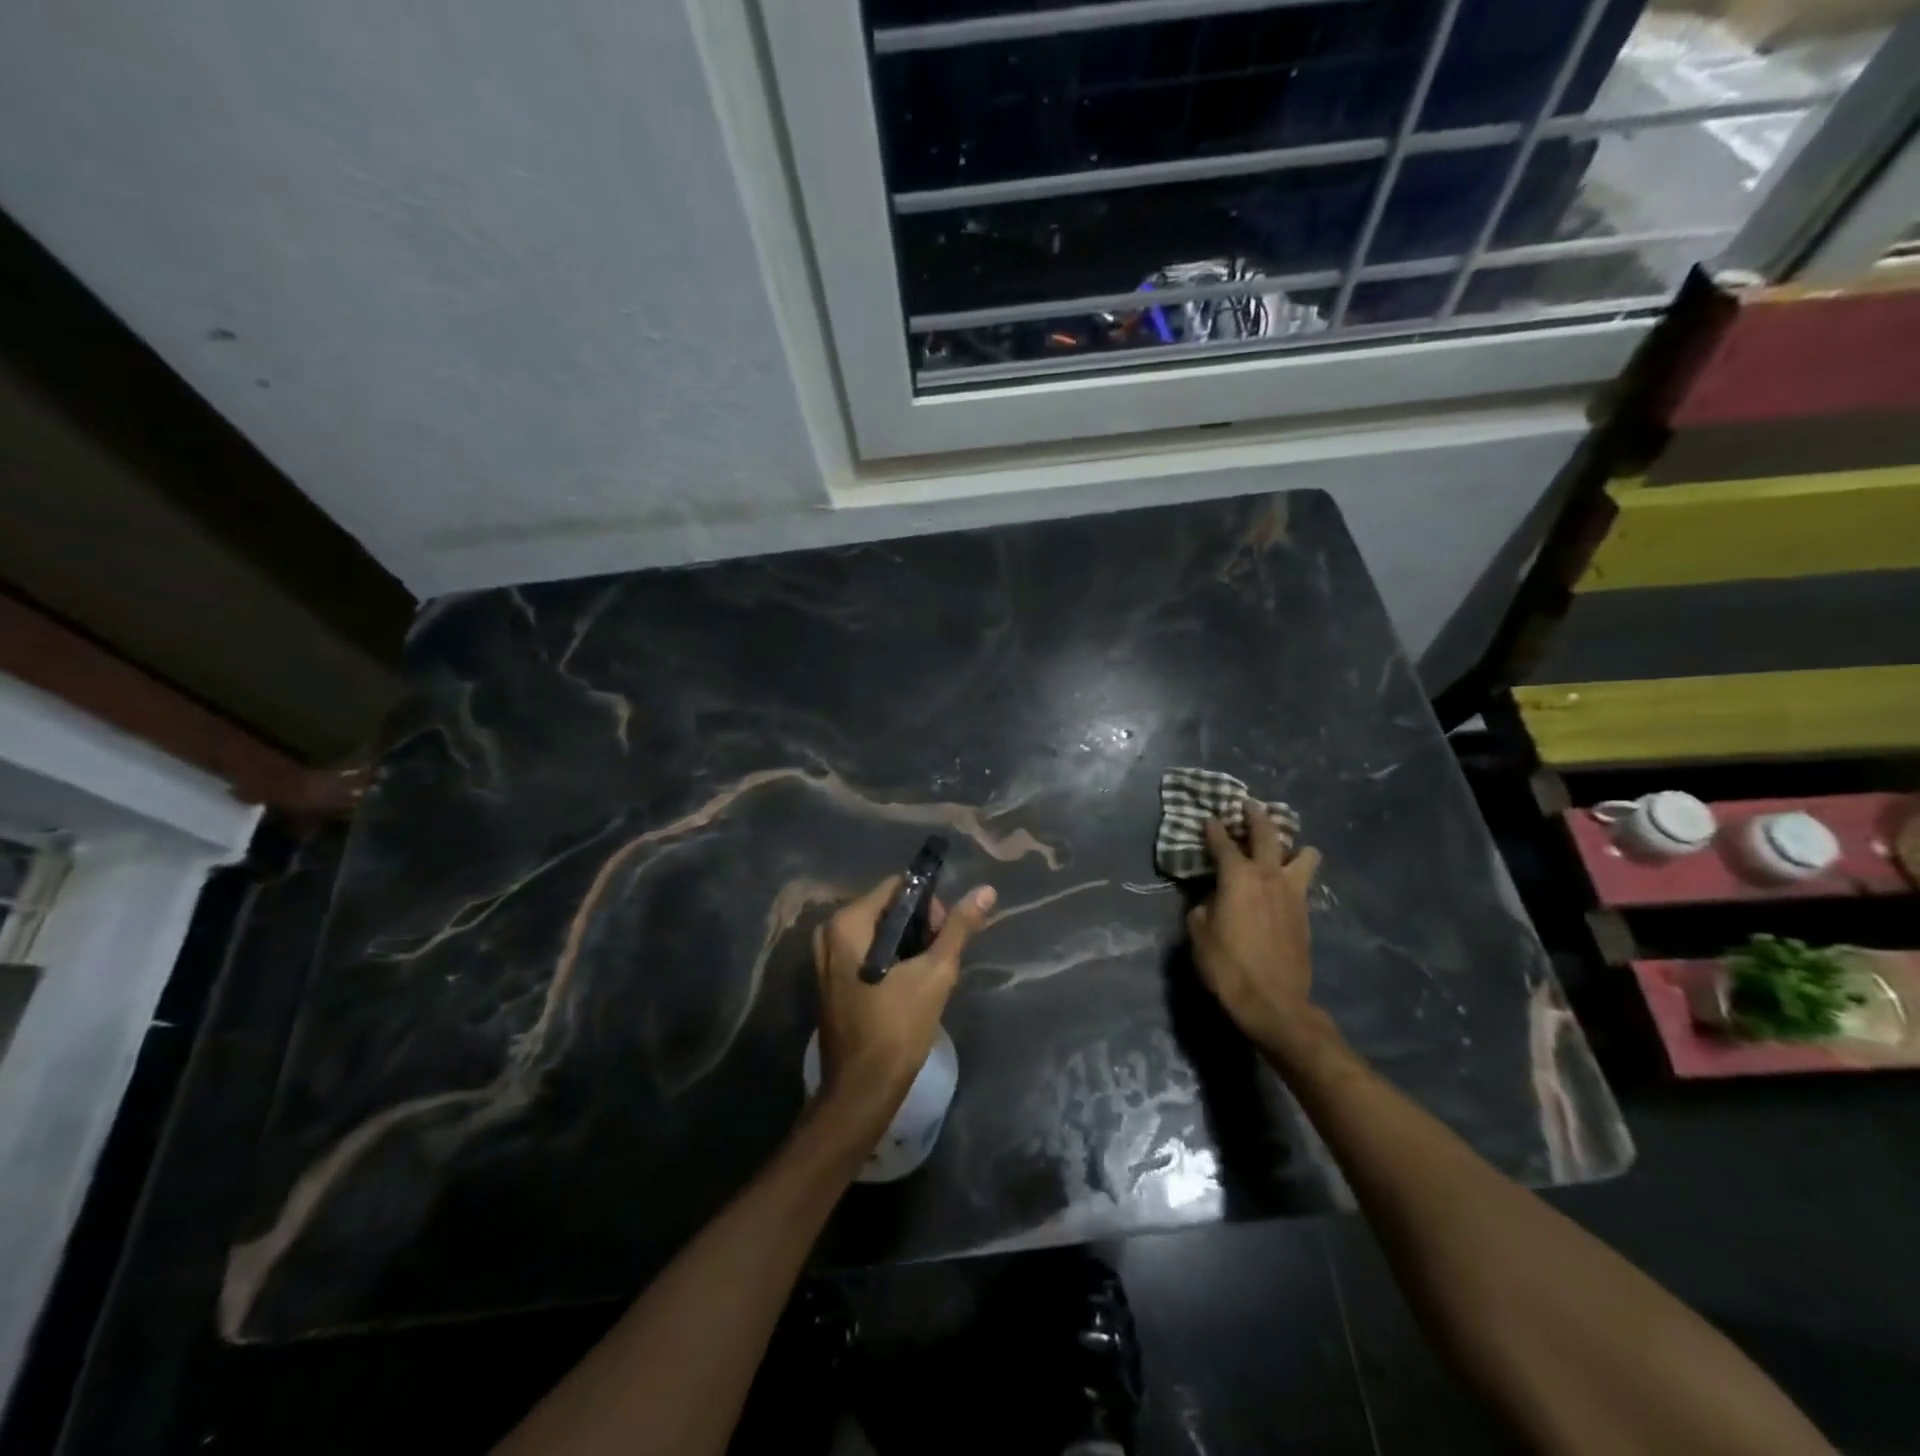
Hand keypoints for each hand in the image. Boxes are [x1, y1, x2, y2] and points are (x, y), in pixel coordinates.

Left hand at [811, 875, 996, 1128]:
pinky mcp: (830, 980)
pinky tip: (908, 985)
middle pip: (887, 908)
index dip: (928, 904)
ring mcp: (825, 957)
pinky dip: (890, 960)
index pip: (897, 887)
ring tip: (927, 974)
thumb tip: (986, 890)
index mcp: (847, 922)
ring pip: (878, 932)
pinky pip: (865, 952)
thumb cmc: (898, 1027)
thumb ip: (959, 928)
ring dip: (907, 945)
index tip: (945, 936)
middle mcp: (828, 932)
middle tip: (939, 958)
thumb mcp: (936, 973)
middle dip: (919, 926)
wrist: (862, 1090)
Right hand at [1185, 802, 1321, 1045]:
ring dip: (1292, 845)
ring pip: (1303, 854)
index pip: (1222, 843)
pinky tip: (1286, 881)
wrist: (1274, 1002)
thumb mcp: (1199, 933)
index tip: (1209, 818)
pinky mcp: (1306, 913)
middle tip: (1249, 805)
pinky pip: (1304, 880)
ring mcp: (1293, 893)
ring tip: (1282, 847)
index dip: (1213, 829)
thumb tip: (1211, 898)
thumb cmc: (1227, 966)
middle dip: (1256, 816)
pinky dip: (1296, 873)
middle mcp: (1268, 875)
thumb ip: (1203, 906)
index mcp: (1237, 877)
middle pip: (1267, 833)